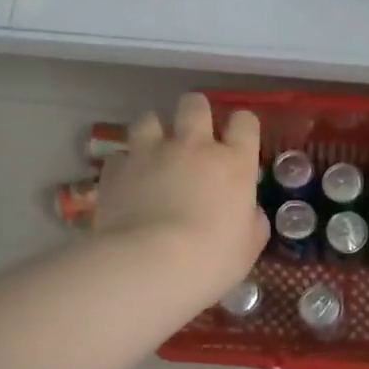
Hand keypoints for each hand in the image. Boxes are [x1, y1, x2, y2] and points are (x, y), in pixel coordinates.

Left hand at [93, 93, 267, 303]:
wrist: (150, 264)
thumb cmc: (211, 259)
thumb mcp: (248, 247)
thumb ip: (252, 220)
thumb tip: (248, 212)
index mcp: (233, 162)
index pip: (245, 122)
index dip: (242, 127)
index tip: (238, 141)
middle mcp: (193, 146)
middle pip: (194, 104)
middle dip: (195, 113)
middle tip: (193, 137)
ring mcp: (151, 152)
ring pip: (149, 118)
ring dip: (153, 132)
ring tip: (153, 153)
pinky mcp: (116, 168)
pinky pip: (119, 155)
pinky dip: (124, 166)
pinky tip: (126, 184)